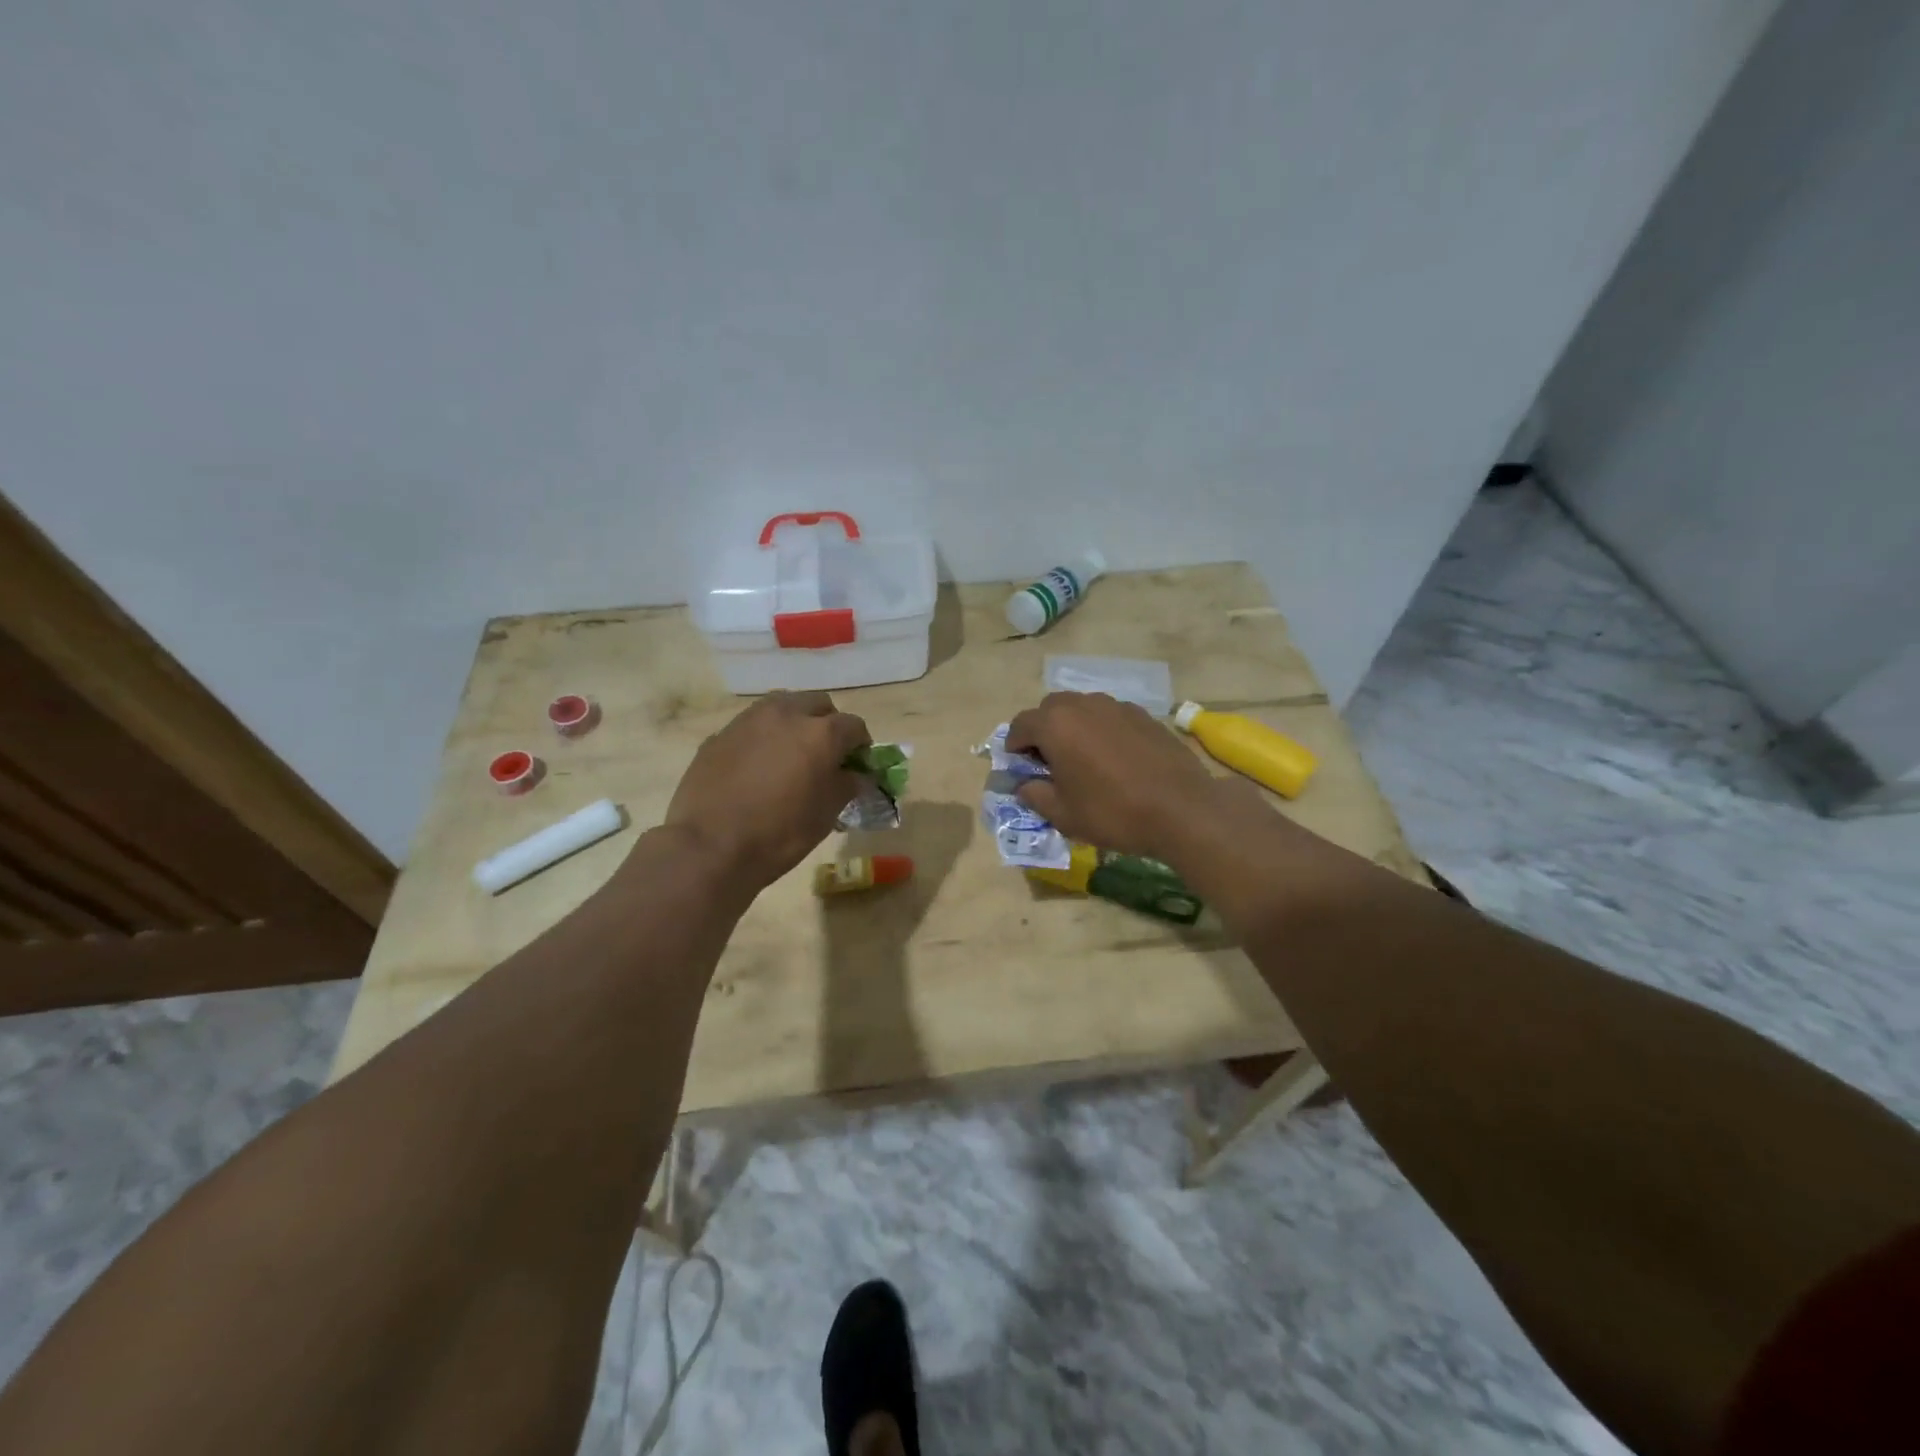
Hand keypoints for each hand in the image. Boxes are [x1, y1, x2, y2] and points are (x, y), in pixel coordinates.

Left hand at [664, 692, 869, 887]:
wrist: (710, 847)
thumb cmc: (780, 833)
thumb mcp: (826, 814)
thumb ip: (847, 785)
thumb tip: (856, 775)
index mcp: (820, 733)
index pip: (854, 726)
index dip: (860, 745)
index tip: (857, 765)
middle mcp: (786, 715)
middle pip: (818, 703)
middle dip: (827, 723)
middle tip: (825, 753)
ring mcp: (748, 720)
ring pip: (782, 706)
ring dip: (794, 722)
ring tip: (791, 752)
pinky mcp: (720, 734)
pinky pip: (752, 726)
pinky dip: (763, 737)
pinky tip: (757, 766)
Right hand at [1005, 692, 1225, 858]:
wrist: (1182, 810)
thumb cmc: (1113, 813)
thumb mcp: (1063, 814)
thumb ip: (1035, 795)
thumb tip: (1025, 785)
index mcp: (1056, 725)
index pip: (1020, 725)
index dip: (1014, 746)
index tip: (1019, 767)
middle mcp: (1084, 705)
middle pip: (1051, 709)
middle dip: (1043, 731)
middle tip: (1049, 762)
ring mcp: (1117, 706)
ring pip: (1083, 709)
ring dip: (1073, 728)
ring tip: (1083, 760)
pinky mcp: (1145, 715)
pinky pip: (1111, 717)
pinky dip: (1102, 731)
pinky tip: (1115, 760)